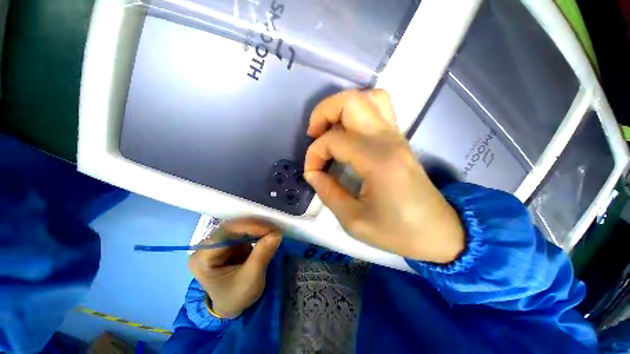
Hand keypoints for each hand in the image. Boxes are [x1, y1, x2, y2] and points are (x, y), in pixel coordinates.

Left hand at [188, 218, 281, 317]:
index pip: (225, 233)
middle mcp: (206, 246)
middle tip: (274, 228)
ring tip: (272, 230)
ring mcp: (216, 243)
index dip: (249, 227)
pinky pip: (242, 231)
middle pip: (231, 227)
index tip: (271, 229)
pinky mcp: (227, 242)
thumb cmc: (237, 297)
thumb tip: (276, 233)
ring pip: (238, 226)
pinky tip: (266, 232)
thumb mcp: (251, 280)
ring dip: (257, 227)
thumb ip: (262, 254)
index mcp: (202, 258)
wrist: (232, 305)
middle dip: (255, 226)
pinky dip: (256, 230)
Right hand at [304, 89, 464, 263]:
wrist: (438, 232)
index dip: (314, 154)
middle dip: (323, 112)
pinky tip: (347, 133)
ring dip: (341, 108)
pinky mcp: (399, 139)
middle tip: (313, 135)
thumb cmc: (397, 231)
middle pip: (351, 100)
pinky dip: (357, 112)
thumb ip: (328, 192)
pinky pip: (378, 109)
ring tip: (329, 129)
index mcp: (378, 160)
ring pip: (368, 97)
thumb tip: (312, 173)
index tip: (312, 173)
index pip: (334, 140)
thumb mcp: (353, 220)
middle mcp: (388, 139)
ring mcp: (396, 135)